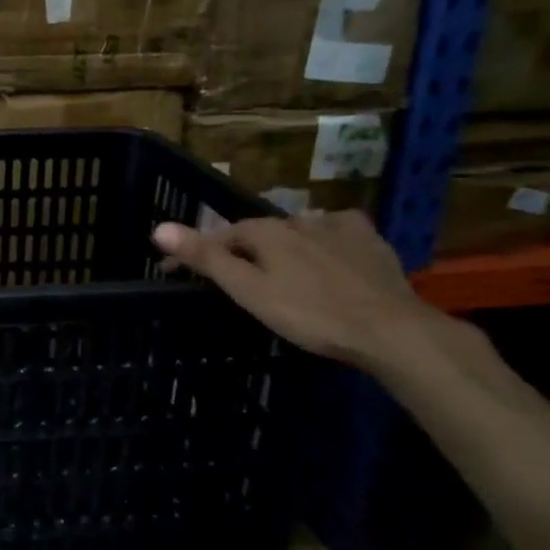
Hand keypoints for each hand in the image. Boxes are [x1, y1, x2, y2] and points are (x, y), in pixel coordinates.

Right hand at [152, 210, 442, 370]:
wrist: (390, 330)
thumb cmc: (310, 313)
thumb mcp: (248, 291)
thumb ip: (206, 258)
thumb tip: (158, 227)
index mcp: (265, 232)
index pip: (218, 236)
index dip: (194, 253)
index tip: (173, 272)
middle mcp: (298, 220)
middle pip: (257, 233)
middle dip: (239, 249)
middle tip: (231, 278)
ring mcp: (337, 228)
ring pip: (297, 229)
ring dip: (281, 244)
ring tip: (277, 267)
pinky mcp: (369, 241)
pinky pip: (339, 229)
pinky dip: (326, 236)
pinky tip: (329, 248)